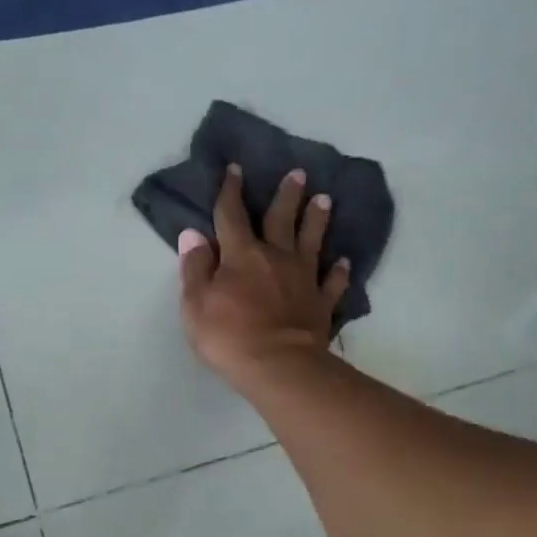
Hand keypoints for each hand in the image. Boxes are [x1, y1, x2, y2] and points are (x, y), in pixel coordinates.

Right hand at [178, 163, 350, 384]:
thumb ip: (195, 268)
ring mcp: (303, 279)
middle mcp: (275, 258)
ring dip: (317, 220)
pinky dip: (338, 271)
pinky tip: (343, 262)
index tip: (236, 169)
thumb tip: (193, 234)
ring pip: (311, 242)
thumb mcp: (196, 303)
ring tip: (324, 200)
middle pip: (281, 220)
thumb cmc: (228, 336)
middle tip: (299, 173)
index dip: (231, 191)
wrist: (279, 367)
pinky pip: (331, 282)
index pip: (232, 216)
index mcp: (241, 256)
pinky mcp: (321, 303)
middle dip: (287, 195)